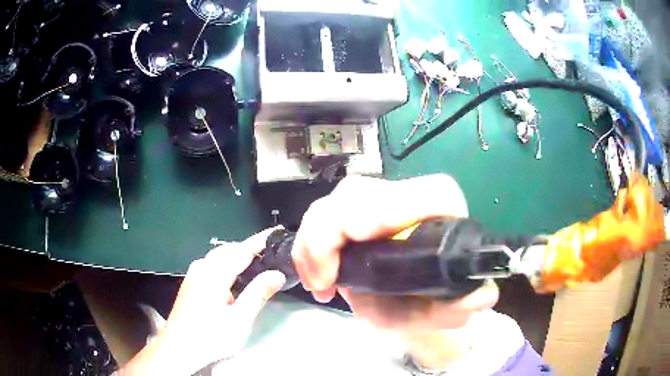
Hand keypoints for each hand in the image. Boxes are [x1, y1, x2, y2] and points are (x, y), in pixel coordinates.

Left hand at [119, 228, 285, 375]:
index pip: (242, 250)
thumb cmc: (211, 336)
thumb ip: (258, 293)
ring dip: (238, 256)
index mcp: (215, 273)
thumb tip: (277, 274)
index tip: (277, 232)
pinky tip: (235, 278)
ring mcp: (194, 273)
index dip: (261, 241)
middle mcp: (202, 267)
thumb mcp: (240, 319)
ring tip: (257, 264)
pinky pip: (212, 264)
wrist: (179, 346)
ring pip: (220, 256)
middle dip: (250, 248)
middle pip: (230, 250)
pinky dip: (228, 264)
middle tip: (272, 253)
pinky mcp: (191, 281)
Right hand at [291, 175, 498, 367]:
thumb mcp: (444, 312)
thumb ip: (462, 305)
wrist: (408, 304)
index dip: (395, 204)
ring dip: (315, 242)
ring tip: (319, 284)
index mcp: (445, 218)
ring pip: (335, 203)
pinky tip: (316, 278)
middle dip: (333, 230)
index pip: (431, 193)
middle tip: (325, 277)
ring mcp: (375, 205)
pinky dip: (308, 247)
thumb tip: (483, 296)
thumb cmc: (429, 305)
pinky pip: (319, 218)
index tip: (360, 233)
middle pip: (364, 192)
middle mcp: (410, 202)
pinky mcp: (348, 215)